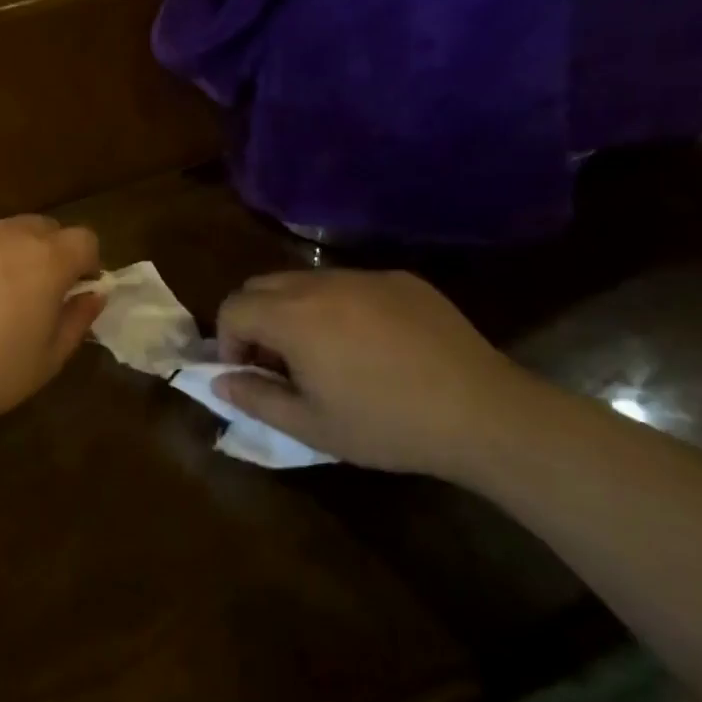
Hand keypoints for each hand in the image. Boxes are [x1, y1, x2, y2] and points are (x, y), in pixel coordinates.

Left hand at [0, 215, 103, 436]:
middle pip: (42, 228)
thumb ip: (77, 321)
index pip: (84, 239)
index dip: (86, 264)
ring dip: (1, 256)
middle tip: (29, 295)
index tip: (73, 291)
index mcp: (45, 260)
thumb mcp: (45, 362)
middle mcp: (6, 233)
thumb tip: (92, 295)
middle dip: (46, 254)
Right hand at [214, 270, 542, 477]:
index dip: (227, 342)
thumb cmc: (387, 425)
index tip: (249, 374)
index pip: (233, 308)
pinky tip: (371, 345)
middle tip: (279, 364)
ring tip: (323, 354)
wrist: (482, 413)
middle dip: (255, 321)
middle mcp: (322, 283)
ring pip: (305, 281)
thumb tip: (219, 382)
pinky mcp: (402, 279)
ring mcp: (365, 276)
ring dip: (294, 311)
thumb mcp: (311, 426)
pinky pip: (350, 283)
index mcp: (293, 316)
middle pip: (262, 285)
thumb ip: (255, 398)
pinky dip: (339, 306)